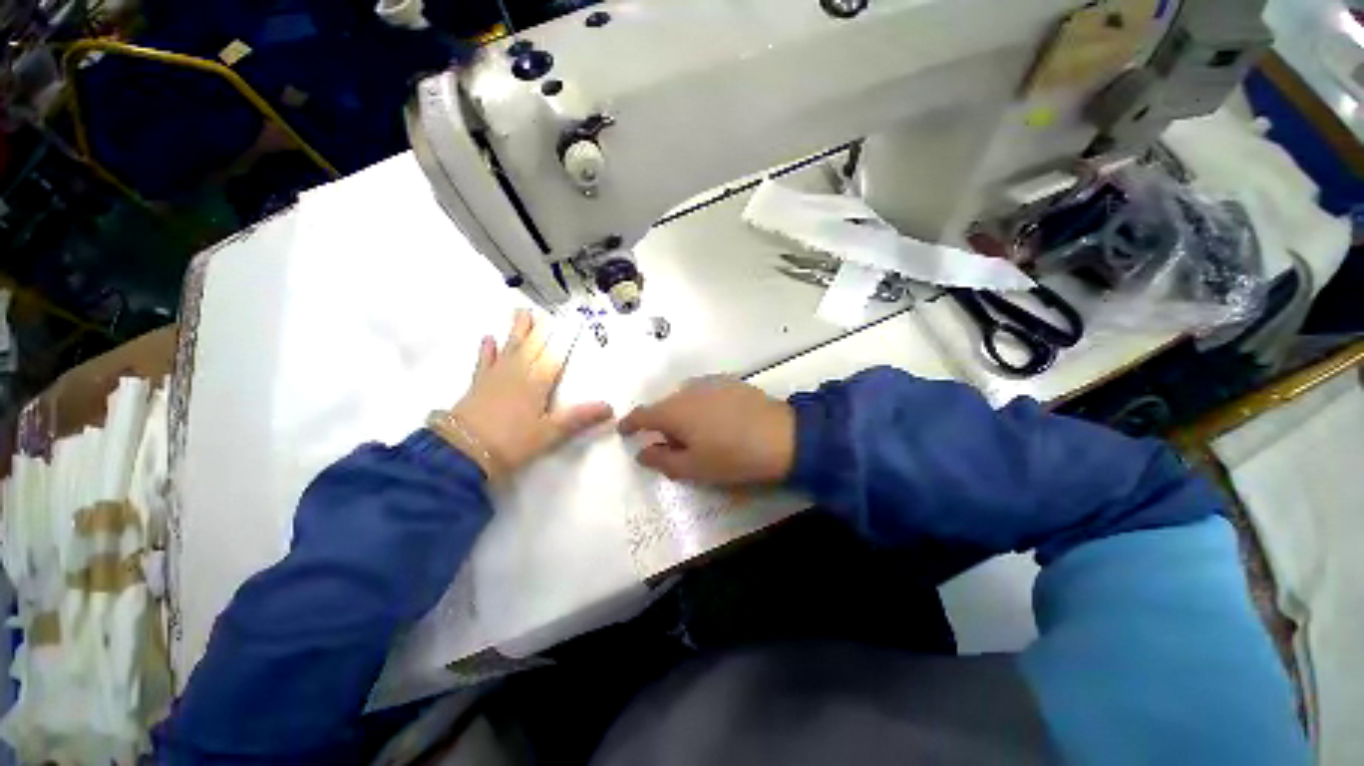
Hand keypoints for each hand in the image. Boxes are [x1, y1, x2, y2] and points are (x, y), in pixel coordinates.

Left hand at [449, 310, 612, 479]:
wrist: (462, 452)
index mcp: (537, 383)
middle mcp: (517, 373)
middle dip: (539, 330)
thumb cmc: (512, 443)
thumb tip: (611, 408)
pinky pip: (484, 362)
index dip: (563, 341)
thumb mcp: (550, 433)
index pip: (554, 357)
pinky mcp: (478, 385)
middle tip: (544, 311)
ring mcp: (495, 377)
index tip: (570, 323)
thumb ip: (579, 418)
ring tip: (521, 313)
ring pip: (510, 348)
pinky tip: (488, 338)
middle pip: (531, 347)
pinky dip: (487, 350)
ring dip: (517, 331)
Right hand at [618, 377, 795, 485]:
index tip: (624, 431)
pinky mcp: (730, 382)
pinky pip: (705, 393)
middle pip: (665, 406)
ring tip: (700, 435)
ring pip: (685, 398)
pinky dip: (702, 406)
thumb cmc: (732, 457)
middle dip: (663, 425)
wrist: (782, 436)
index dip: (629, 423)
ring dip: (684, 415)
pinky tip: (719, 420)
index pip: (642, 414)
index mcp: (674, 411)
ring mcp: (710, 383)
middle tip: (675, 446)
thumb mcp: (693, 468)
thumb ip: (662, 460)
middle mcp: (688, 391)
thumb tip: (642, 452)